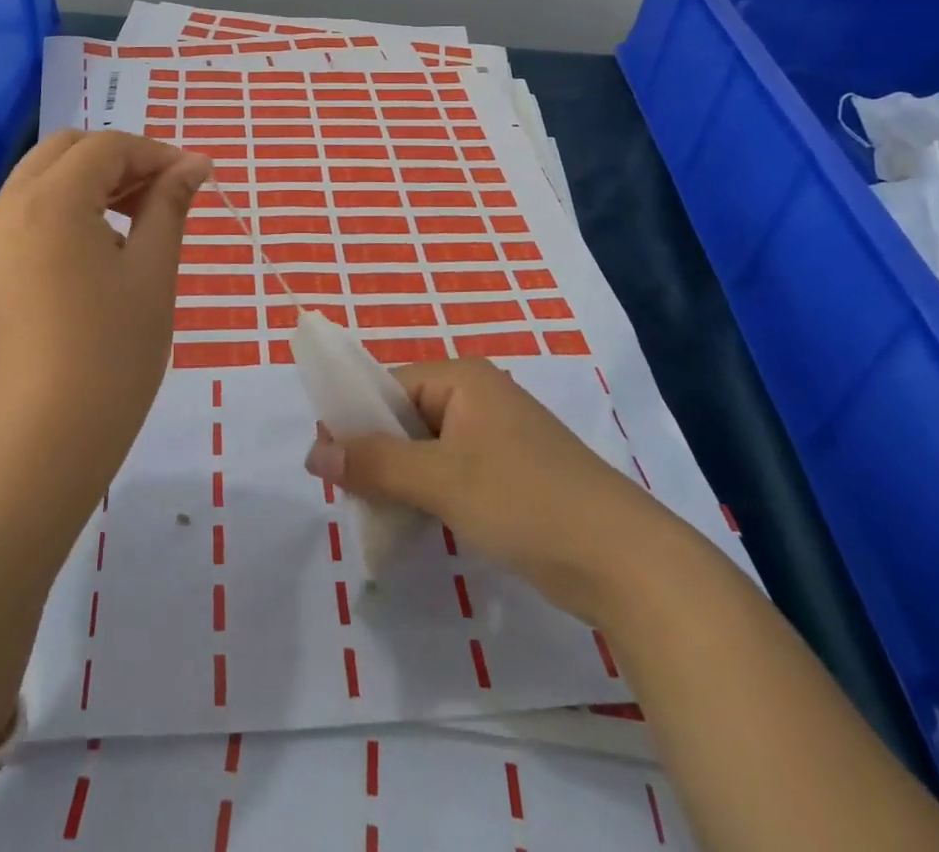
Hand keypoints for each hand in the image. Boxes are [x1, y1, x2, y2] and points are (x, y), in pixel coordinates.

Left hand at [0, 129, 210, 500]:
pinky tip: (103, 246)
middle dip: (121, 159)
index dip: (156, 153)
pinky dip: (68, 207)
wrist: (39, 447)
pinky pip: (29, 212)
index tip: (197, 178)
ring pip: (43, 178)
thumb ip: (169, 207)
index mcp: (48, 202)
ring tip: (141, 219)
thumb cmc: (110, 356)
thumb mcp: (151, 274)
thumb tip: (194, 165)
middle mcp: (7, 208)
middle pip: (67, 150)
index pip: (106, 146)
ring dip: (93, 181)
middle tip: (166, 193)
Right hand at [305, 357, 647, 615]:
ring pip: (427, 450)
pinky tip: (416, 526)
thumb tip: (312, 450)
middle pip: (406, 417)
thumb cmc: (526, 501)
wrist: (625, 561)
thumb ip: (375, 463)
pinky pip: (452, 472)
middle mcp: (479, 397)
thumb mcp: (441, 480)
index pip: (388, 386)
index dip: (354, 421)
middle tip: (350, 497)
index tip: (325, 464)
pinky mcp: (511, 475)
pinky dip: (429, 495)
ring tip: (378, 517)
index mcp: (463, 378)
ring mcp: (498, 437)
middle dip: (377, 455)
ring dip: (401, 480)